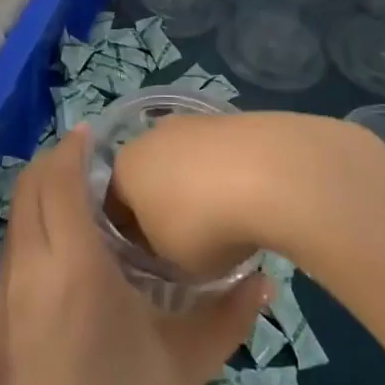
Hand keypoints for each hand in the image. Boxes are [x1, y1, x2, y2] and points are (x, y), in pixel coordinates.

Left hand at [0, 126, 268, 384]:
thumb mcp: (183, 366)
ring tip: (81, 202)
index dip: (72, 147)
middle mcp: (29, 267)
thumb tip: (266, 278)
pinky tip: (65, 255)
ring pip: (16, 218)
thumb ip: (228, 314)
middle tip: (92, 159)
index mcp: (73, 266)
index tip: (96, 133)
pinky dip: (33, 229)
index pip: (58, 179)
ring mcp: (3, 294)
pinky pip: (12, 251)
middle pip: (27, 188)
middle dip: (54, 162)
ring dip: (41, 195)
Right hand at [109, 110, 384, 280]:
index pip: (115, 209)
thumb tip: (167, 246)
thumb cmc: (205, 225)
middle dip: (165, 209)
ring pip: (184, 165)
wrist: (270, 173)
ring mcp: (191, 122)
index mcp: (123, 169)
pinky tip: (249, 201)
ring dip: (199, 191)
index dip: (133, 241)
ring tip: (228, 224)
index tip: (157, 266)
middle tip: (191, 246)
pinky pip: (218, 157)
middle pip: (149, 180)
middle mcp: (149, 136)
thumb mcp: (172, 263)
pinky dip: (227, 177)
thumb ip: (159, 256)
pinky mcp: (229, 118)